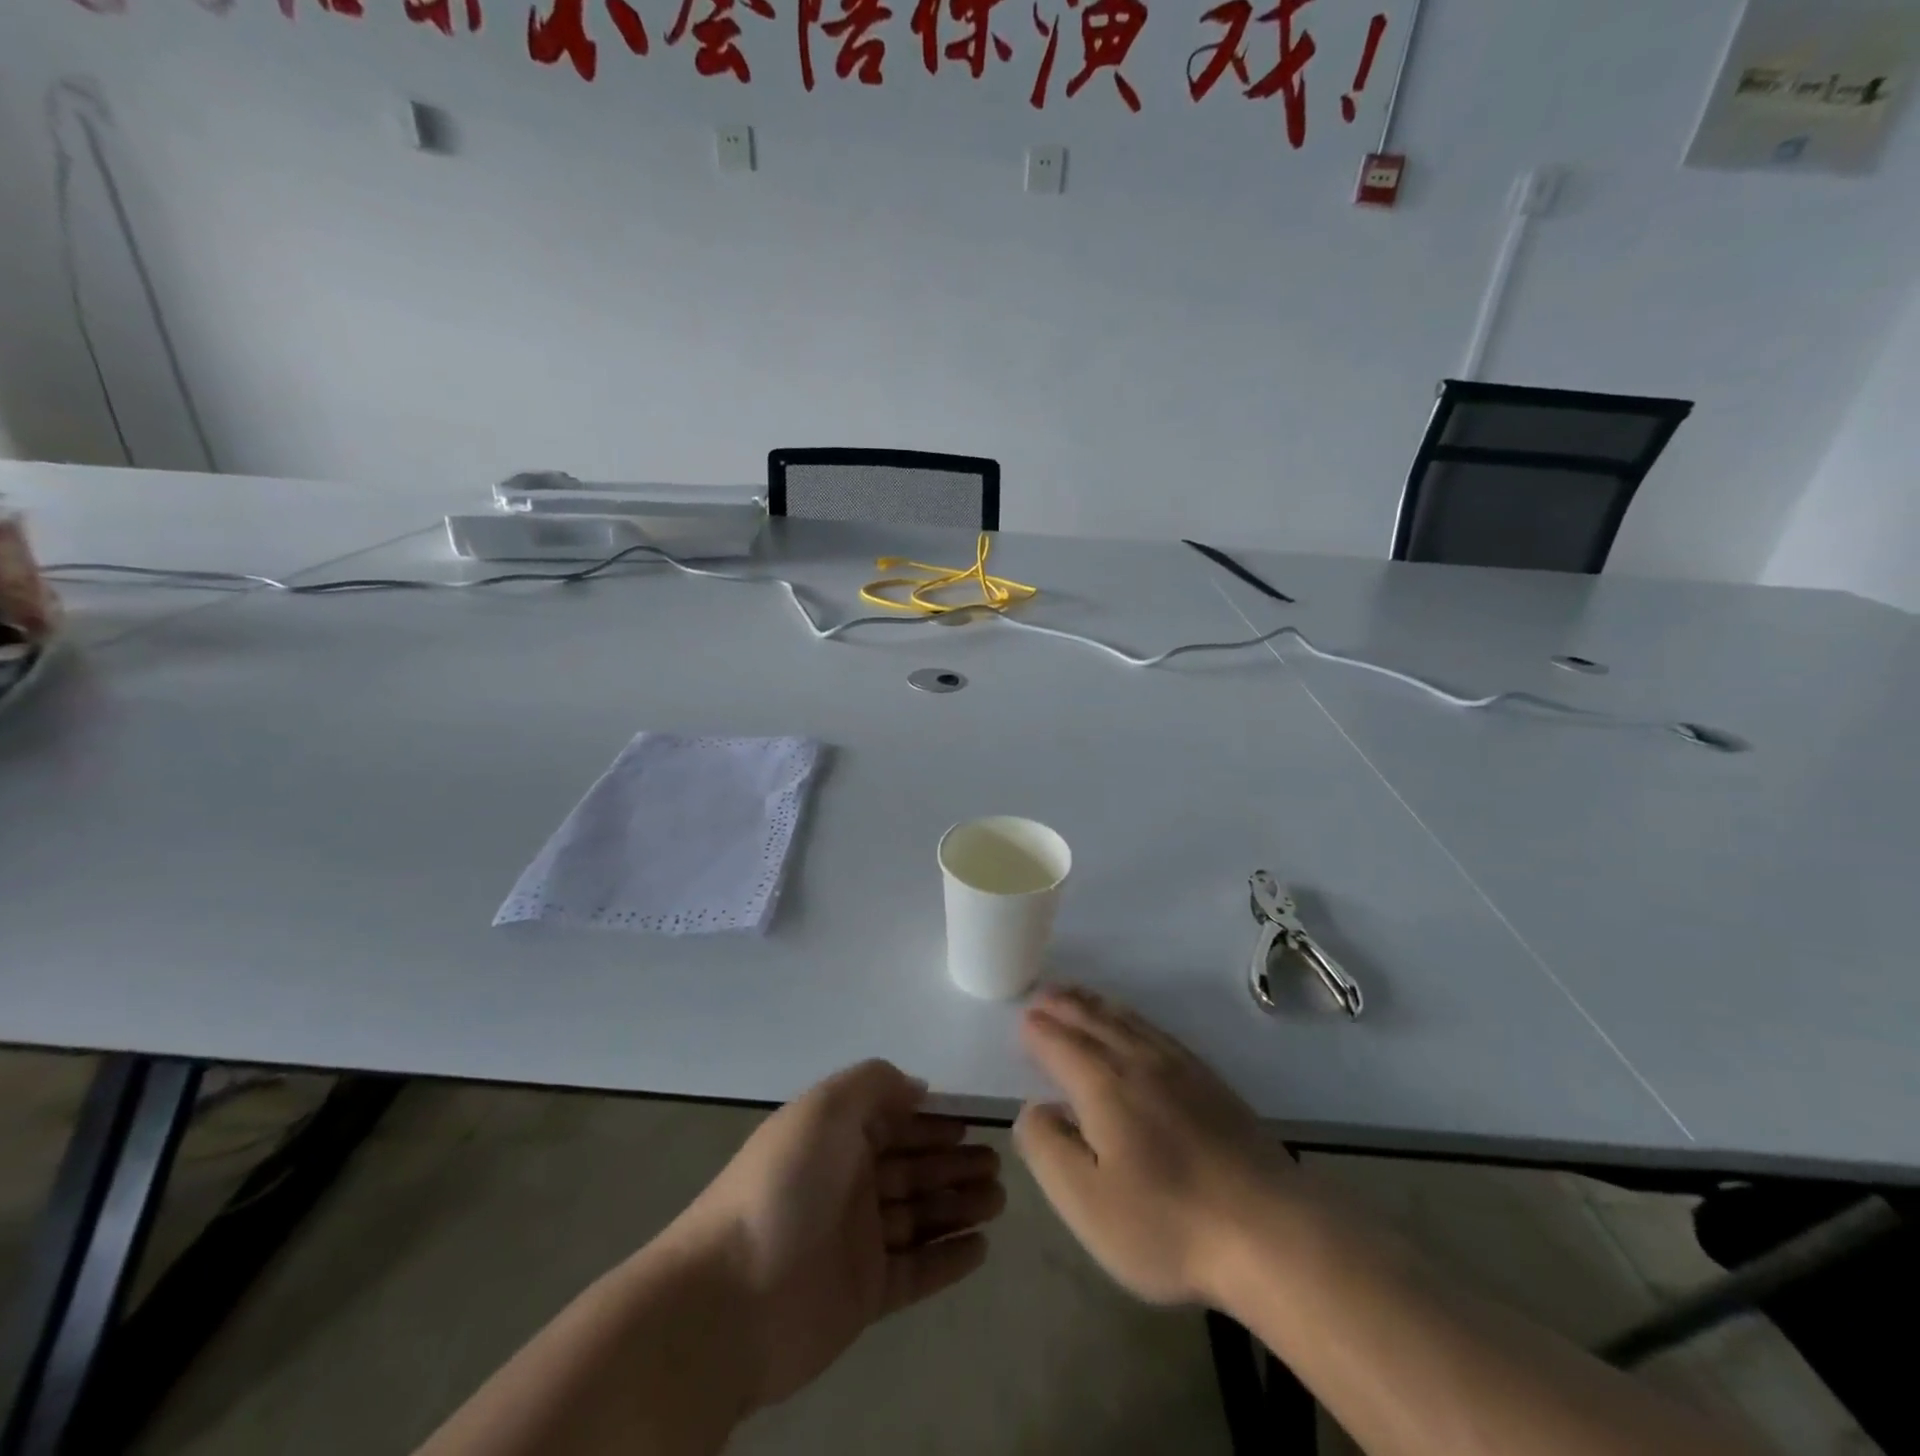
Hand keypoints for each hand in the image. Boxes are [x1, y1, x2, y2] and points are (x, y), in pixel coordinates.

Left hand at [669, 1060, 1004, 1410]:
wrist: (731, 1297)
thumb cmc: (784, 1186)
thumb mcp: (826, 1108)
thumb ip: (874, 1084)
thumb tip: (917, 1087)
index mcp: (836, 1138)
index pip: (894, 1122)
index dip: (932, 1121)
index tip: (971, 1122)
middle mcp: (848, 1183)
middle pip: (913, 1168)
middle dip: (954, 1162)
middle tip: (997, 1164)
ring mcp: (856, 1241)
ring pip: (920, 1215)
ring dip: (959, 1204)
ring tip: (1000, 1198)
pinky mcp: (865, 1295)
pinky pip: (917, 1271)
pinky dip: (948, 1258)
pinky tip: (982, 1248)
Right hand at [1013, 985, 1296, 1305]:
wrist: (1270, 1230)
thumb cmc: (1167, 1222)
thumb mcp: (1087, 1201)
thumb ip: (1048, 1149)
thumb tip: (1033, 1109)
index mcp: (1104, 1085)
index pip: (1061, 1044)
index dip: (1038, 1031)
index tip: (1023, 1020)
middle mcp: (1138, 1062)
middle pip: (1094, 1022)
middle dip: (1065, 1006)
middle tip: (1044, 993)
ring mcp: (1179, 1068)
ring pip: (1128, 1021)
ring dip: (1097, 1005)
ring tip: (1079, 996)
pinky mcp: (1210, 1082)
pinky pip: (1158, 1032)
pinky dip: (1134, 1019)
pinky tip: (1135, 1026)